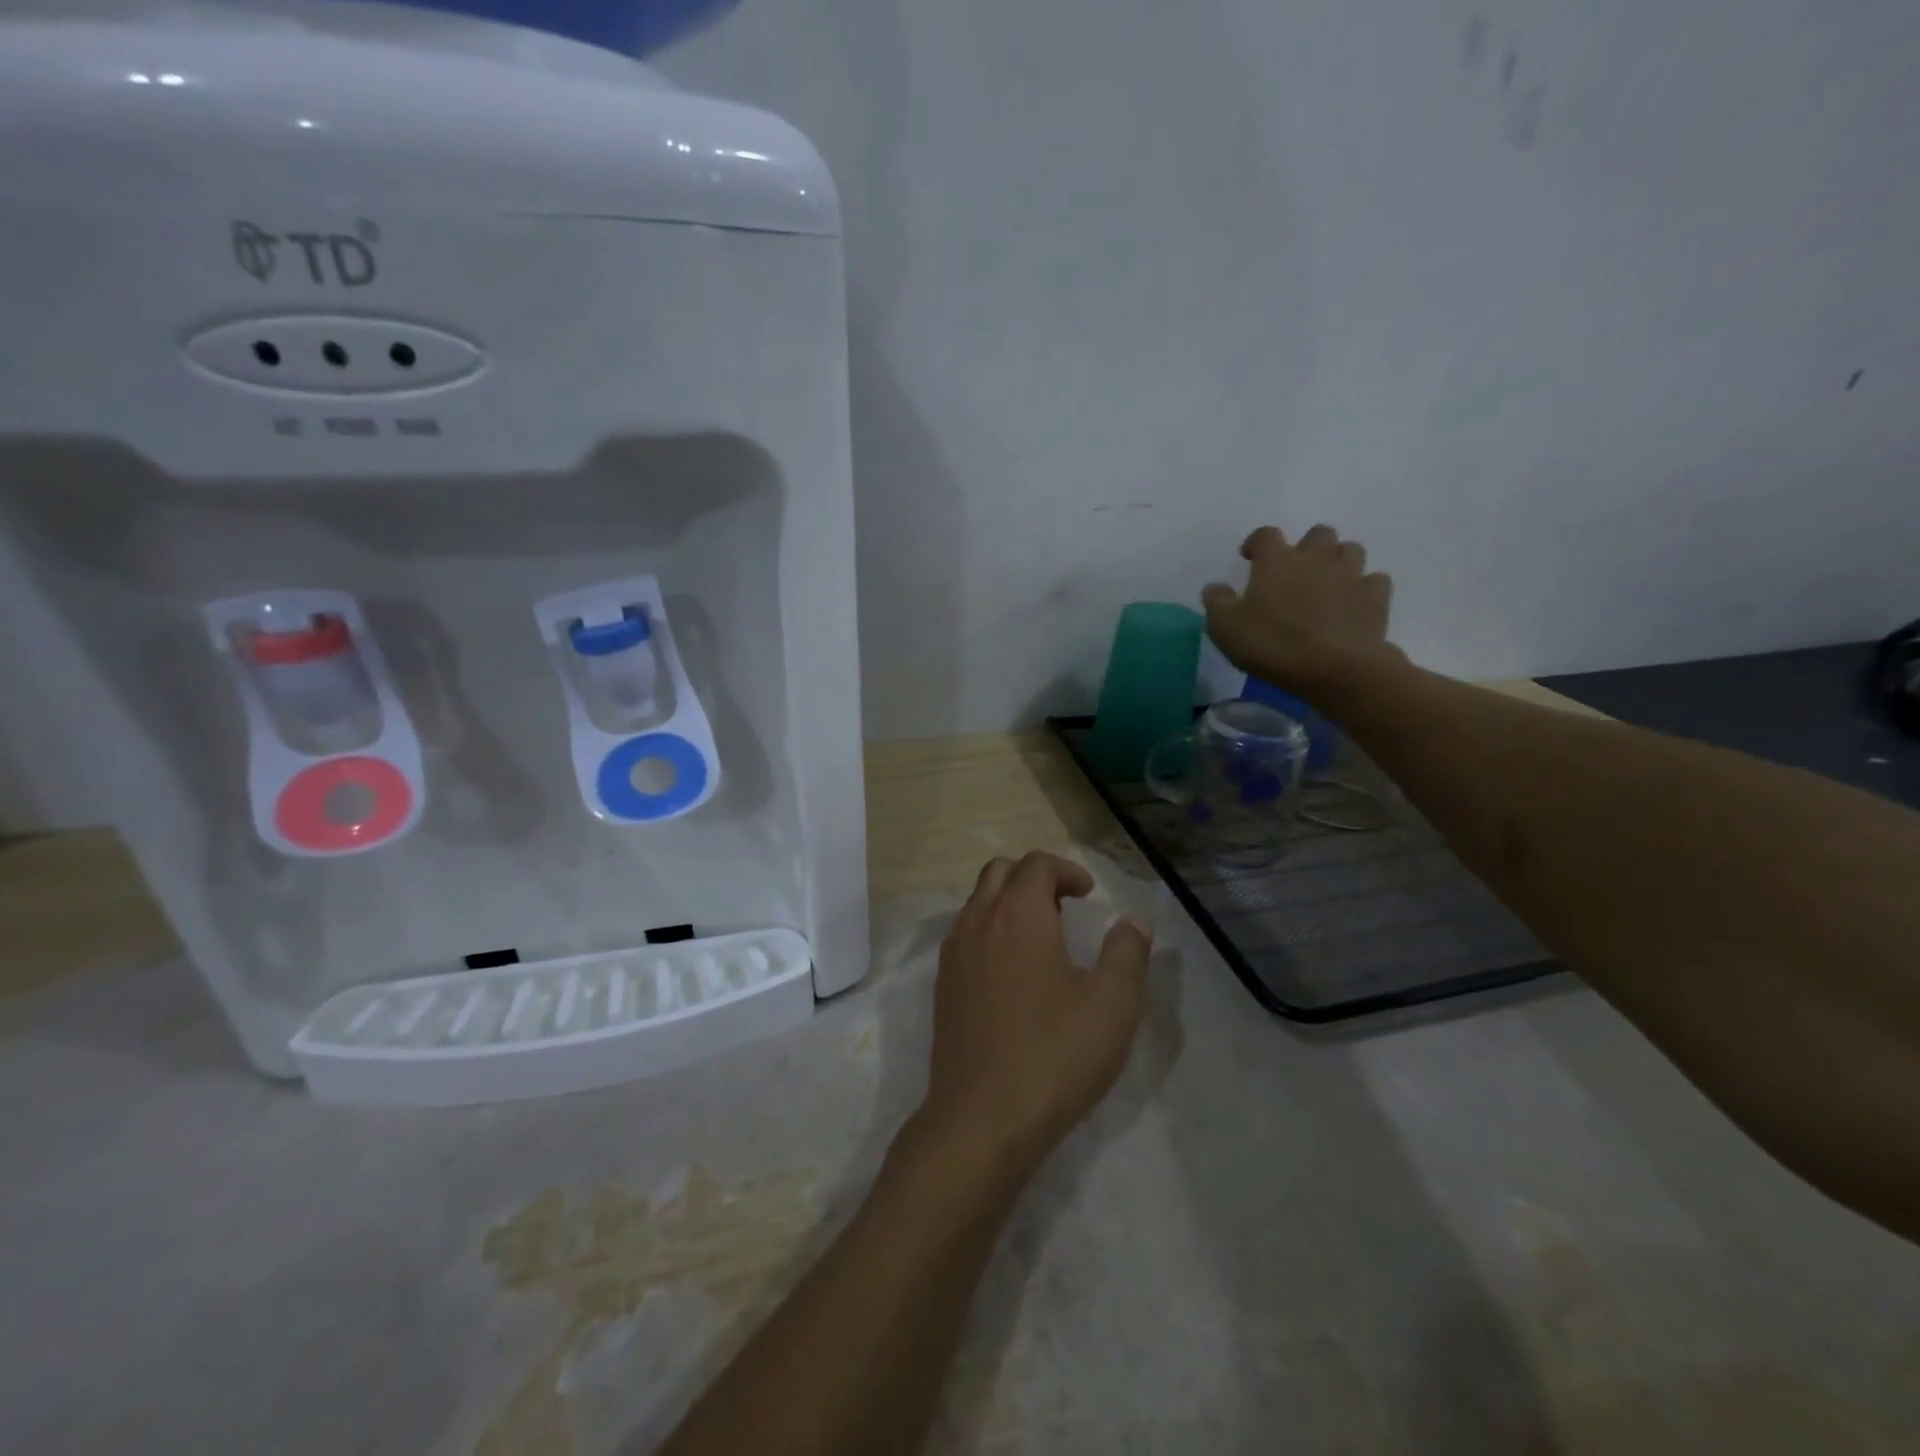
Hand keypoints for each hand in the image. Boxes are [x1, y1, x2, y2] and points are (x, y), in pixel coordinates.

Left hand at [921, 853, 1152, 1175]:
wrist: (982, 1118)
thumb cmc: (1054, 1054)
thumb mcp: (1112, 1004)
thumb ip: (1127, 953)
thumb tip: (1133, 923)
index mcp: (1018, 915)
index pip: (1036, 865)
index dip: (1066, 870)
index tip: (1090, 895)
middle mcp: (978, 923)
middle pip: (999, 873)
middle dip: (1033, 879)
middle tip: (1065, 908)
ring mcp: (954, 955)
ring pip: (977, 904)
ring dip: (1008, 905)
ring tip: (1043, 941)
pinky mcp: (943, 988)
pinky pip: (965, 937)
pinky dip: (990, 933)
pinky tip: (1014, 976)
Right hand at [1202, 524, 1399, 694]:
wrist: (1335, 668)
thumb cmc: (1272, 644)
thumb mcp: (1225, 628)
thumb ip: (1217, 602)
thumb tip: (1215, 586)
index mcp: (1277, 561)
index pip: (1266, 535)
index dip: (1257, 542)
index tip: (1250, 556)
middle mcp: (1316, 558)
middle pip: (1318, 534)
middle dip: (1307, 547)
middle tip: (1296, 570)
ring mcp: (1350, 575)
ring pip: (1351, 550)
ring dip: (1338, 561)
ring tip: (1327, 583)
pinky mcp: (1375, 598)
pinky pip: (1374, 581)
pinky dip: (1364, 587)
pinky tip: (1354, 603)